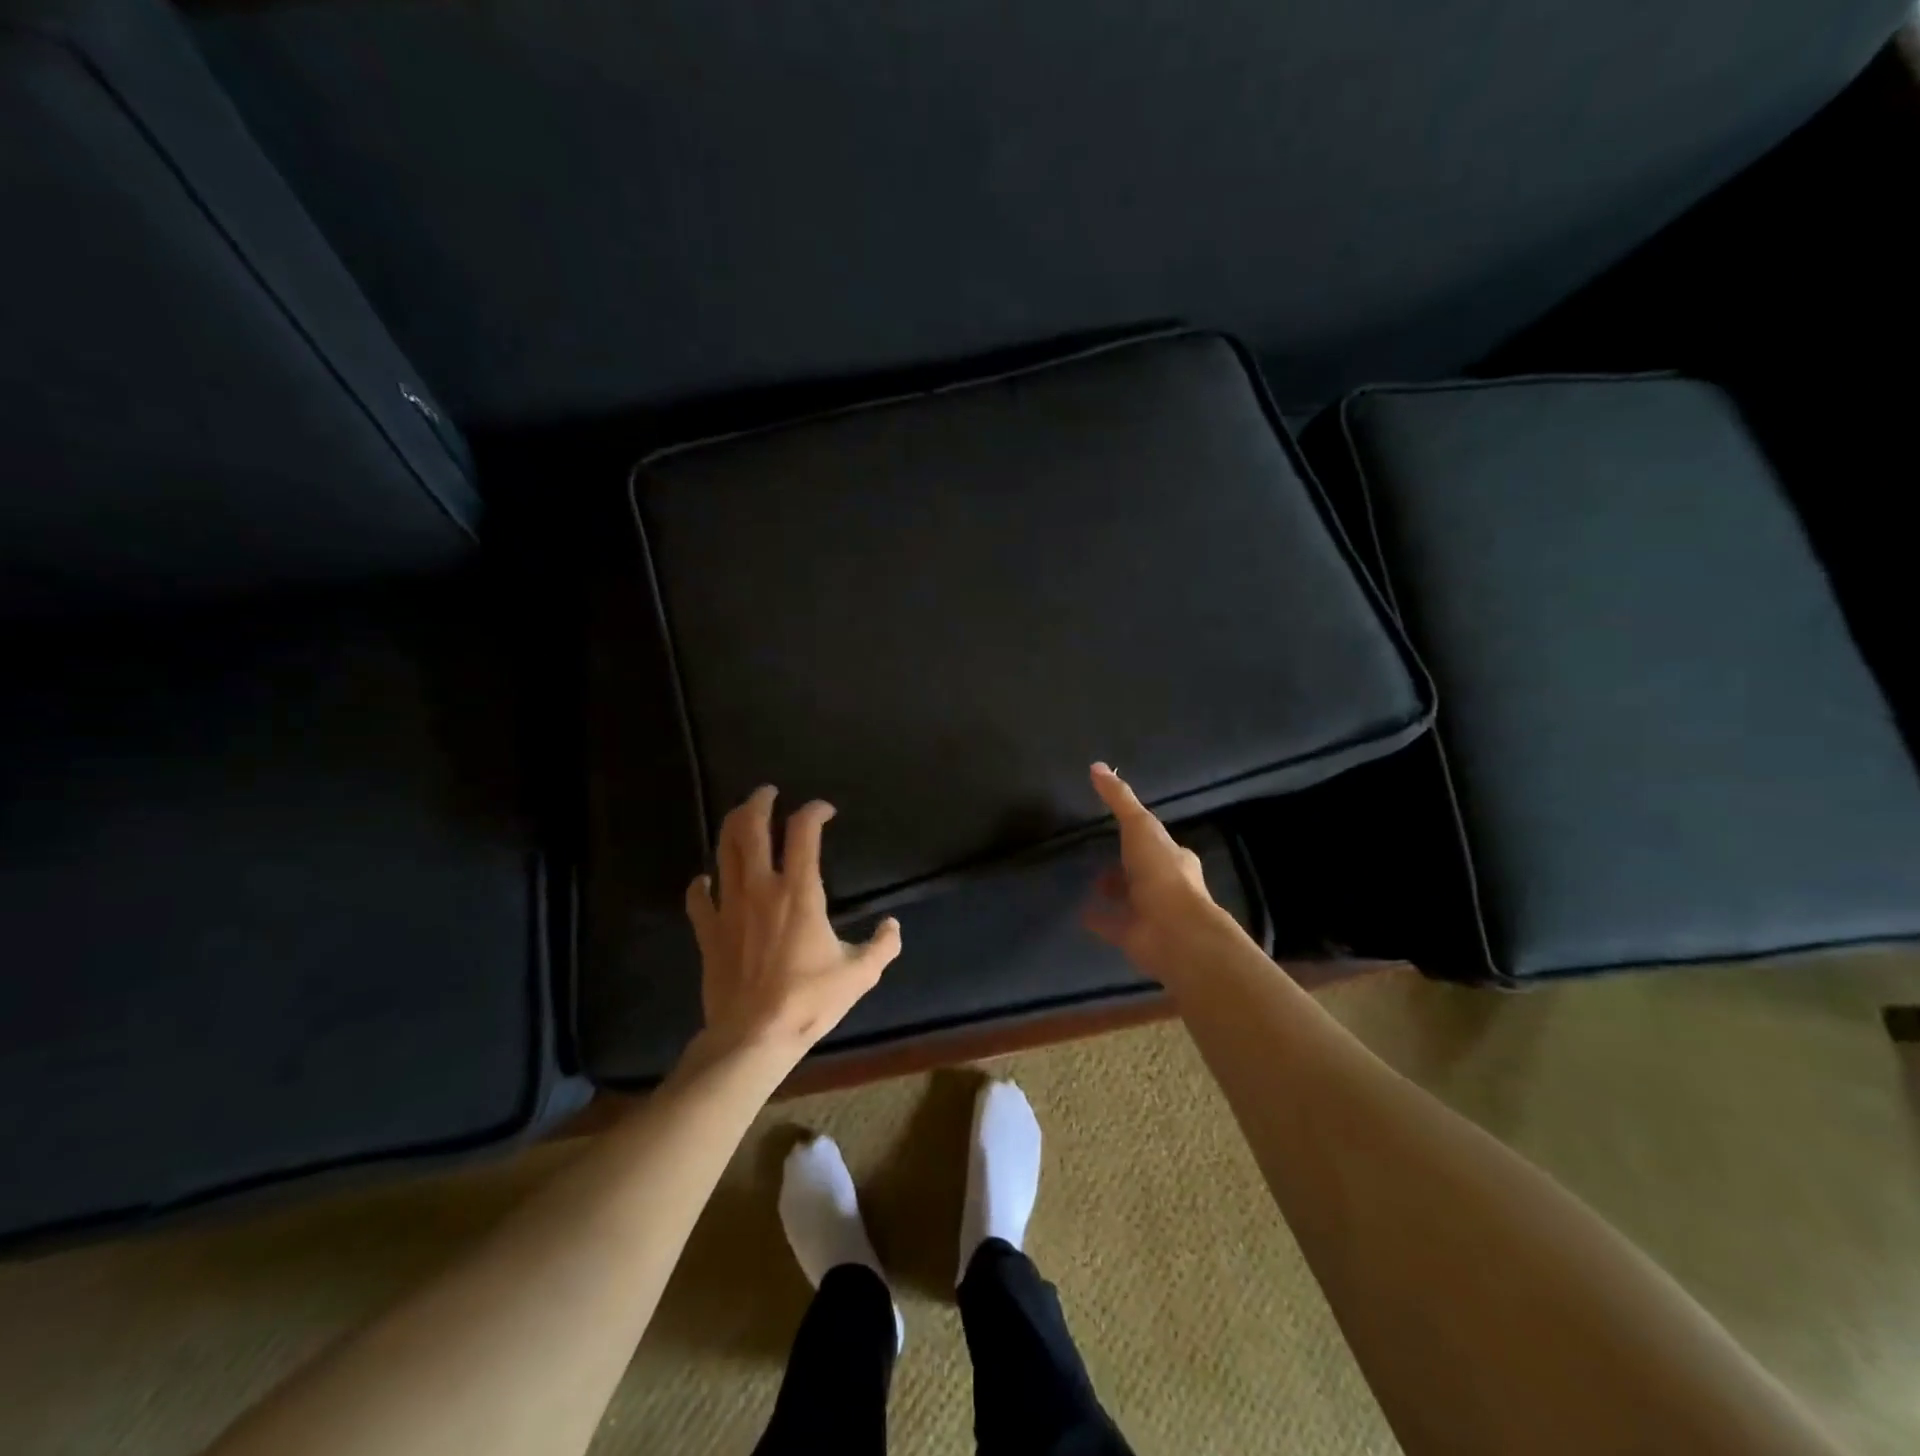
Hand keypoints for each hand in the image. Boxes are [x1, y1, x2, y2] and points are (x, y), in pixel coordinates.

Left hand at [685, 786, 901, 1063]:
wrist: (753, 1036)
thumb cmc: (808, 1000)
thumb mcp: (859, 975)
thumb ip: (882, 946)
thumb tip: (893, 926)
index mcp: (799, 892)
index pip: (804, 832)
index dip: (814, 811)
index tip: (824, 809)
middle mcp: (760, 888)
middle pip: (752, 828)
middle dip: (759, 802)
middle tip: (768, 792)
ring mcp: (729, 907)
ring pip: (724, 852)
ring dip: (733, 827)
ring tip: (742, 817)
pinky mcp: (708, 931)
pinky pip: (699, 897)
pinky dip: (703, 882)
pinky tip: (708, 878)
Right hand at [1084, 763, 1230, 978]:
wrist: (1173, 931)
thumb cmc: (1161, 873)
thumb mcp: (1139, 826)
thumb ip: (1119, 798)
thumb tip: (1097, 766)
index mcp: (1174, 858)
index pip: (1157, 843)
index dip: (1140, 835)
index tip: (1121, 830)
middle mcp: (1166, 886)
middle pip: (1142, 872)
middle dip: (1126, 867)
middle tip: (1102, 861)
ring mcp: (1151, 913)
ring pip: (1130, 899)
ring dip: (1114, 893)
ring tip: (1092, 886)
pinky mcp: (1135, 936)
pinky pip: (1112, 924)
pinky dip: (1099, 918)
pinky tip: (1081, 913)